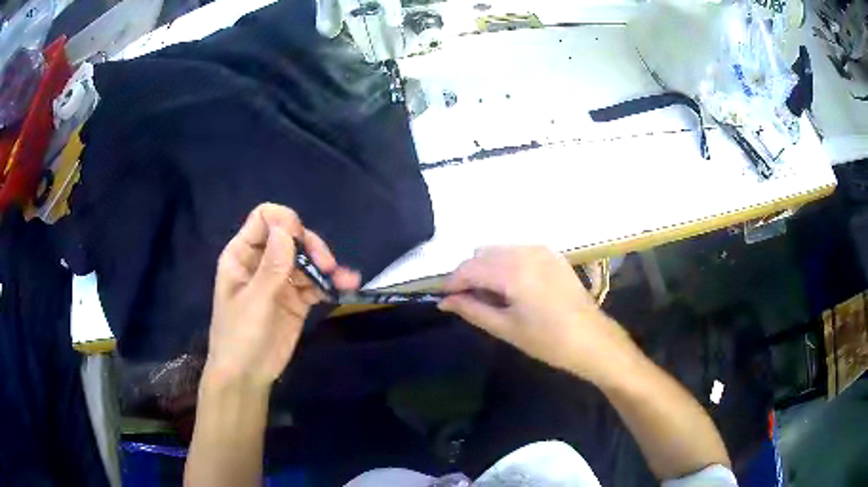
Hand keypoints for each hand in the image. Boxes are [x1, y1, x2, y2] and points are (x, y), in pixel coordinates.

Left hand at [206, 204, 359, 387]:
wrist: (247, 376)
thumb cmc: (239, 337)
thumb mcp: (254, 302)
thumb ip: (271, 266)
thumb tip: (287, 227)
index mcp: (242, 255)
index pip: (264, 219)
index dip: (284, 222)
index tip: (299, 242)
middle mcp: (262, 262)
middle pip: (291, 236)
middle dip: (311, 246)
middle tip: (326, 265)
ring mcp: (280, 280)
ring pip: (307, 259)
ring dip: (327, 265)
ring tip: (345, 279)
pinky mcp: (296, 299)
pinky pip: (315, 283)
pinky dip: (331, 284)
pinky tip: (347, 286)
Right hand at [439, 246, 635, 382]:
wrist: (593, 339)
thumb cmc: (548, 341)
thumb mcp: (506, 328)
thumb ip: (472, 310)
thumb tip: (445, 302)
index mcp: (513, 271)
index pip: (468, 268)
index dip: (452, 283)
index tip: (444, 299)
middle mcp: (525, 251)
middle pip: (481, 254)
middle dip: (469, 274)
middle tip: (468, 301)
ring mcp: (541, 250)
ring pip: (498, 250)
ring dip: (487, 268)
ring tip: (491, 296)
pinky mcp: (552, 254)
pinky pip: (517, 251)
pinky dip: (505, 264)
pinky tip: (512, 288)